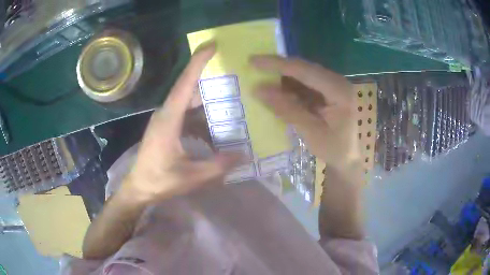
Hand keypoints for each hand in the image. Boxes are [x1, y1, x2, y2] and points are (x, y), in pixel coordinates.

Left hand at [121, 42, 238, 203]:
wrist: (139, 188)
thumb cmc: (160, 181)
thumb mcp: (191, 176)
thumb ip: (218, 165)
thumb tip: (245, 155)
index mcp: (169, 120)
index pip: (184, 84)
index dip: (197, 62)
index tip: (212, 45)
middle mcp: (165, 114)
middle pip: (188, 89)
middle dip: (209, 80)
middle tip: (233, 75)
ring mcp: (165, 120)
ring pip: (188, 102)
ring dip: (207, 101)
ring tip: (230, 101)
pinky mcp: (166, 128)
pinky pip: (187, 115)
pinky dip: (201, 118)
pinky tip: (215, 128)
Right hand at [250, 56, 359, 169]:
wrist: (349, 158)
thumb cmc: (335, 149)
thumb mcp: (312, 133)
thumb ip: (288, 109)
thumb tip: (259, 90)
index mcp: (338, 90)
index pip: (304, 70)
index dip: (277, 64)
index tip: (253, 61)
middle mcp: (337, 81)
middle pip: (303, 68)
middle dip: (277, 67)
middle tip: (253, 66)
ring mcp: (333, 85)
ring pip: (303, 74)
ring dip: (282, 77)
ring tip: (260, 79)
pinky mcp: (328, 91)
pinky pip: (305, 84)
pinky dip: (290, 87)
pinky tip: (277, 91)